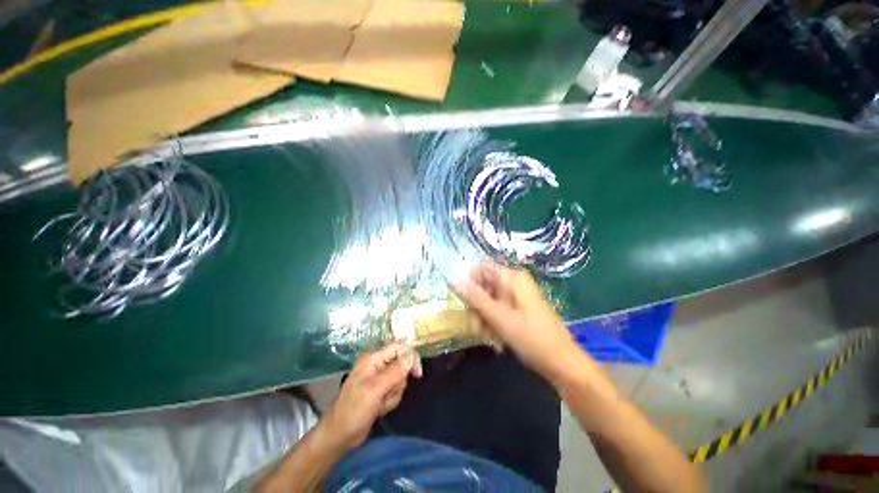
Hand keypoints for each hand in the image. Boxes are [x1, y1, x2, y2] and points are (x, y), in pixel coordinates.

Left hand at [321, 343, 421, 451]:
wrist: (339, 437)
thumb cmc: (353, 411)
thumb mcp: (374, 390)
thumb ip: (394, 372)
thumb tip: (412, 355)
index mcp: (373, 358)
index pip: (399, 348)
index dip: (410, 357)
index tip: (417, 373)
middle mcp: (377, 365)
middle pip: (402, 364)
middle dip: (399, 381)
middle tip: (387, 393)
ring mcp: (379, 378)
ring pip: (400, 379)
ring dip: (394, 393)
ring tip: (380, 403)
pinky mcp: (380, 391)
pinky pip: (396, 390)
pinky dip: (391, 400)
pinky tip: (379, 408)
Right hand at [456, 262, 581, 379]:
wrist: (561, 361)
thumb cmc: (530, 337)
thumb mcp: (499, 317)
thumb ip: (475, 298)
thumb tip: (454, 280)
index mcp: (512, 277)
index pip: (481, 269)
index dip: (469, 283)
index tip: (463, 302)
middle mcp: (515, 281)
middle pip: (485, 284)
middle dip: (477, 304)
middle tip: (475, 324)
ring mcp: (518, 294)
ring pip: (490, 298)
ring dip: (484, 315)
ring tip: (486, 334)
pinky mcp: (520, 307)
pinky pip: (499, 307)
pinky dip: (493, 320)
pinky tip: (495, 336)